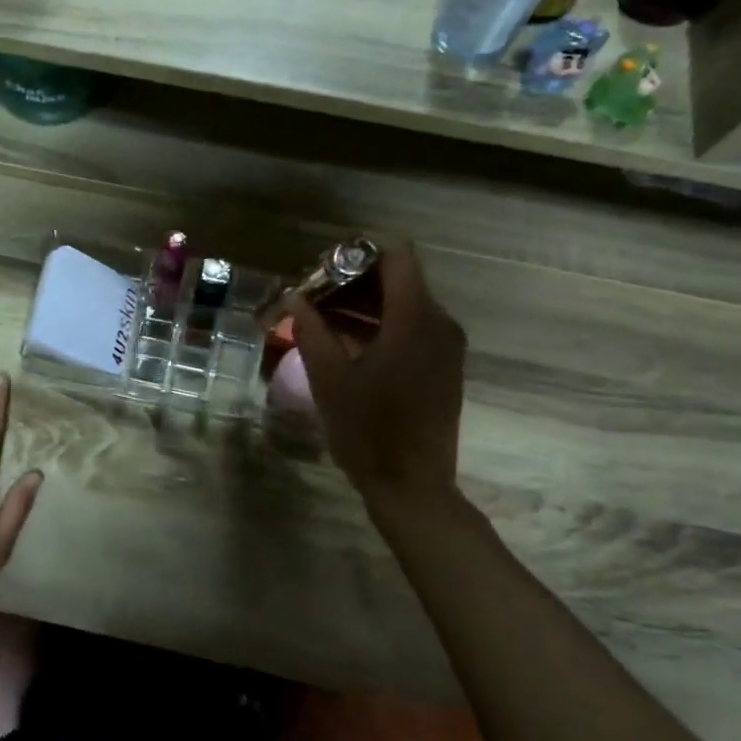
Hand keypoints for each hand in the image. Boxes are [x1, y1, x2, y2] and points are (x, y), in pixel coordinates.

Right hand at [289, 241, 466, 512]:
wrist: (413, 486)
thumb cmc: (368, 431)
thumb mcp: (328, 379)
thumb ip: (311, 330)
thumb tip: (294, 299)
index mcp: (415, 319)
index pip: (396, 255)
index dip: (357, 253)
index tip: (321, 272)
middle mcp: (439, 323)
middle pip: (398, 279)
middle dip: (351, 281)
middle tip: (310, 298)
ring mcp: (445, 346)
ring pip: (403, 304)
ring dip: (363, 306)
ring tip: (319, 320)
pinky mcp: (443, 366)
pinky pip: (411, 329)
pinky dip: (379, 327)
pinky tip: (344, 345)